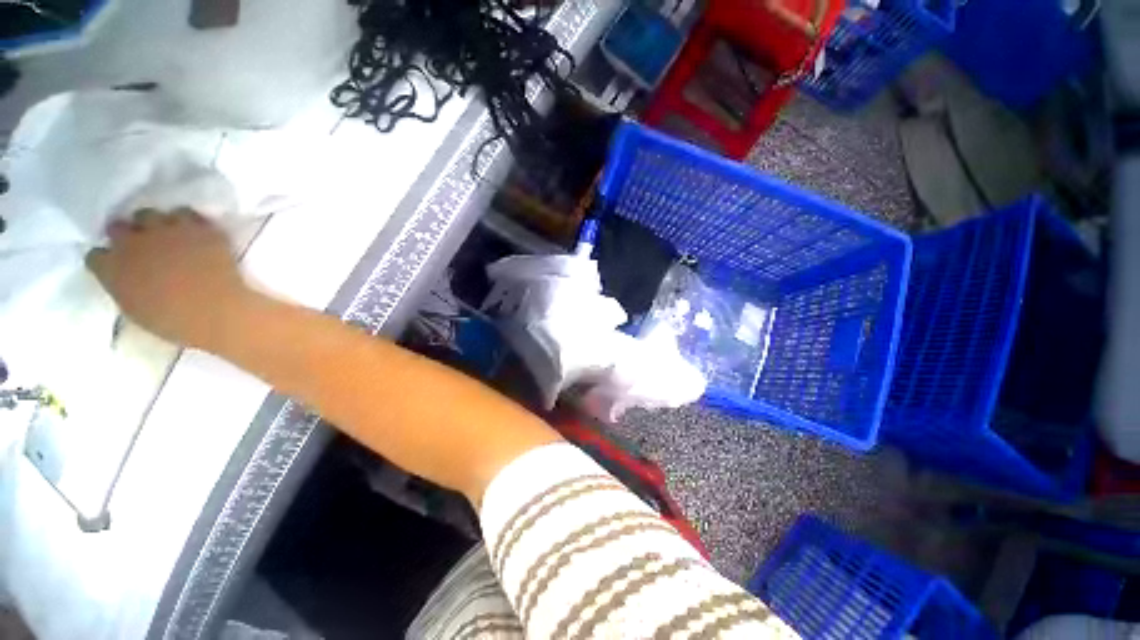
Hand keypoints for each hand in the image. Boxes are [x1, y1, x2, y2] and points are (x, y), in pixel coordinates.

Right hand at [86, 209, 253, 349]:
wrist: (216, 310)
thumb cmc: (175, 321)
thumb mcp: (135, 310)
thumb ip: (123, 287)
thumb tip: (126, 278)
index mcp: (111, 269)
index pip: (95, 255)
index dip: (106, 259)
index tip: (116, 264)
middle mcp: (132, 242)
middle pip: (118, 226)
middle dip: (126, 234)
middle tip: (140, 245)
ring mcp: (165, 231)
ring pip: (151, 214)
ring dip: (156, 223)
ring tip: (167, 235)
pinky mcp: (196, 228)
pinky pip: (187, 214)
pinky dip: (188, 222)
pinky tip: (194, 232)